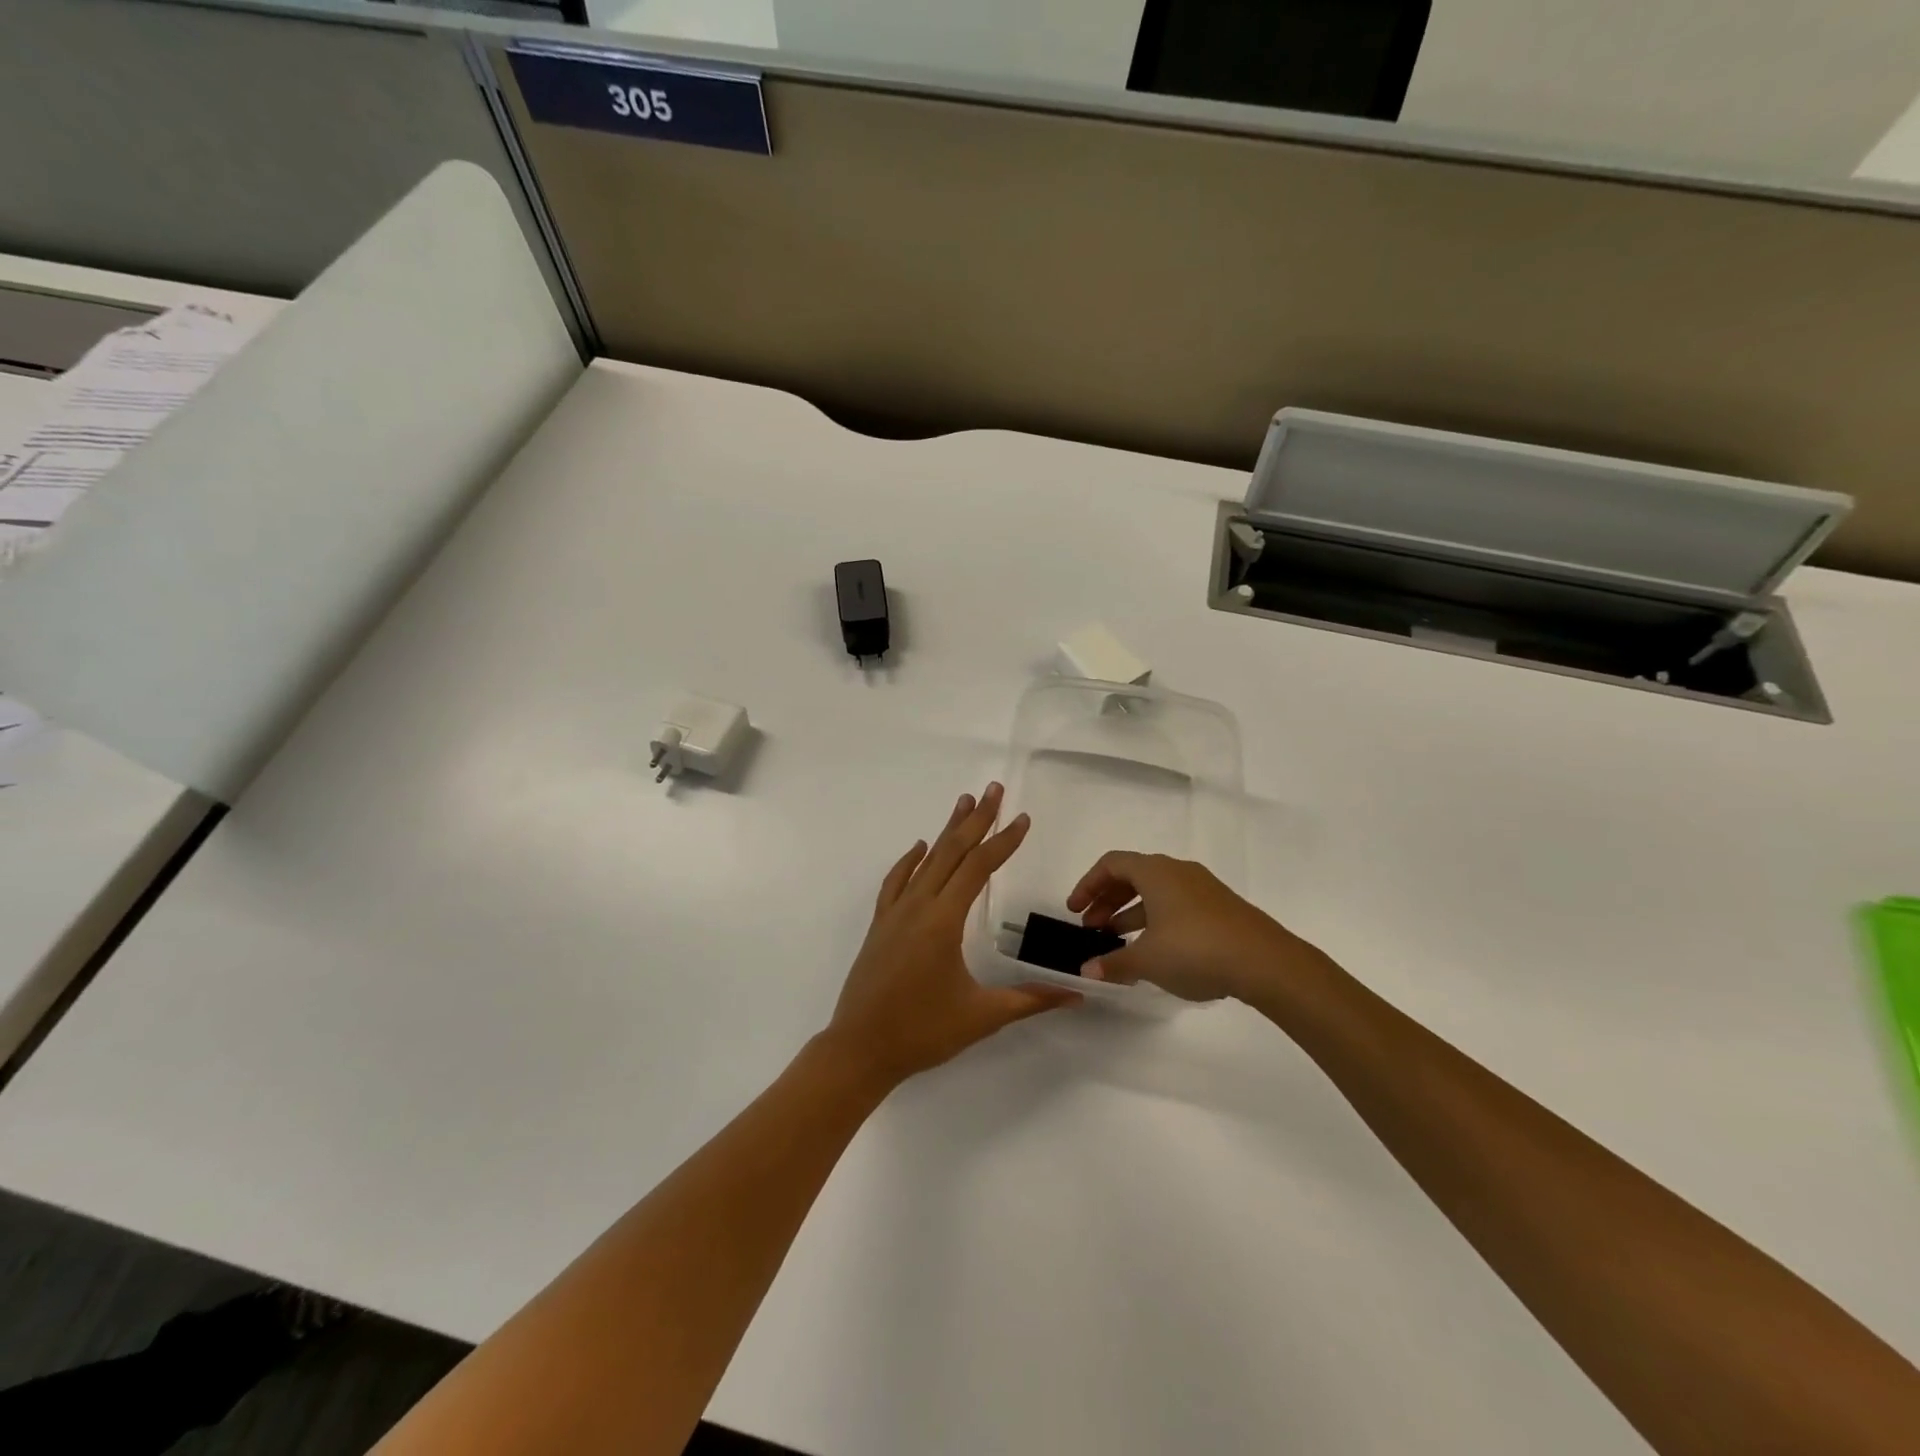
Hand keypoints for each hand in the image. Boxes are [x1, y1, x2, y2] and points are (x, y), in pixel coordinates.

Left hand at [825, 783, 1080, 1087]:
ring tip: (963, 802)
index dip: (1003, 842)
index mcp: (943, 921)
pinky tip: (920, 848)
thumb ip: (1030, 1000)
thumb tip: (1077, 994)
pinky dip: (910, 861)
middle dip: (976, 819)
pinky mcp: (880, 925)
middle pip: (951, 851)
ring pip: (925, 861)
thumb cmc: (922, 1032)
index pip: (978, 868)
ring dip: (947, 830)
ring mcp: (894, 913)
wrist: (859, 1049)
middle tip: (993, 789)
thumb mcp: (982, 1016)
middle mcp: (918, 906)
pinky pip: (896, 882)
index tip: (1023, 819)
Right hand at [1066, 851, 1328, 1002]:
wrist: (1266, 962)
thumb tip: (1087, 970)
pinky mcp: (1220, 908)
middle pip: (1132, 875)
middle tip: (1092, 928)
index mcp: (1156, 871)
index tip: (1075, 911)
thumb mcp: (1148, 960)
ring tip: (1117, 942)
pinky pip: (1176, 904)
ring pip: (1156, 892)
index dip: (1088, 884)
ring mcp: (1202, 888)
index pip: (1111, 864)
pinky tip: (1155, 950)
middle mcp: (1178, 871)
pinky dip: (1156, 920)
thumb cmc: (1196, 950)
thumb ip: (1114, 963)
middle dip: (1107, 900)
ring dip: (1131, 912)